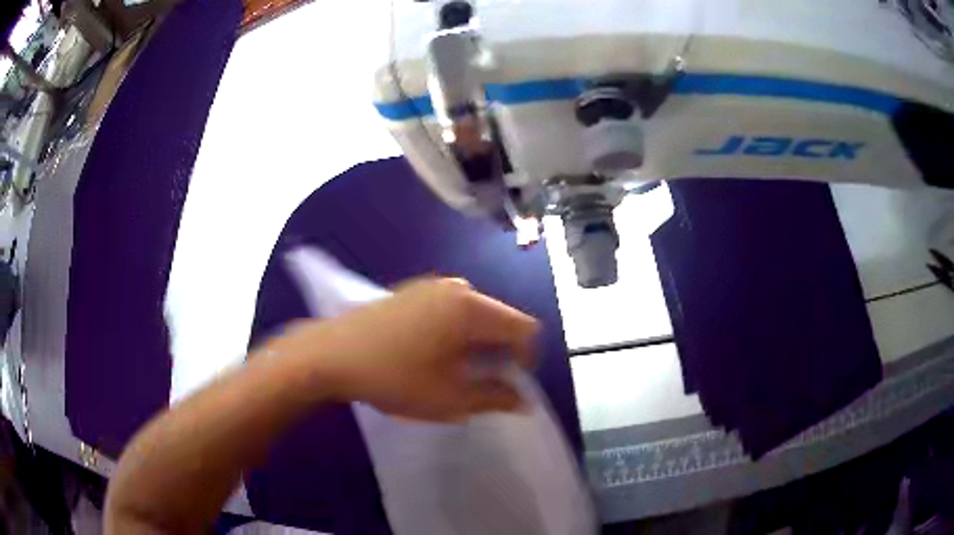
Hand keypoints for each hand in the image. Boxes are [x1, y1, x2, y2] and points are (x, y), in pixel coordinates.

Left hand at [282, 278, 538, 421]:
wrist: (330, 355)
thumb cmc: (394, 377)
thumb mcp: (450, 398)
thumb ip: (495, 398)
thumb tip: (523, 400)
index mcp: (472, 307)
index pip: (524, 328)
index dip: (525, 360)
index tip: (505, 385)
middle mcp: (457, 288)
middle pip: (500, 319)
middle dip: (498, 353)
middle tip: (477, 384)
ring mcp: (431, 286)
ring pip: (475, 315)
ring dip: (476, 345)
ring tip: (452, 372)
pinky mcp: (412, 291)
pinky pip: (450, 310)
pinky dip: (454, 333)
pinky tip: (428, 355)